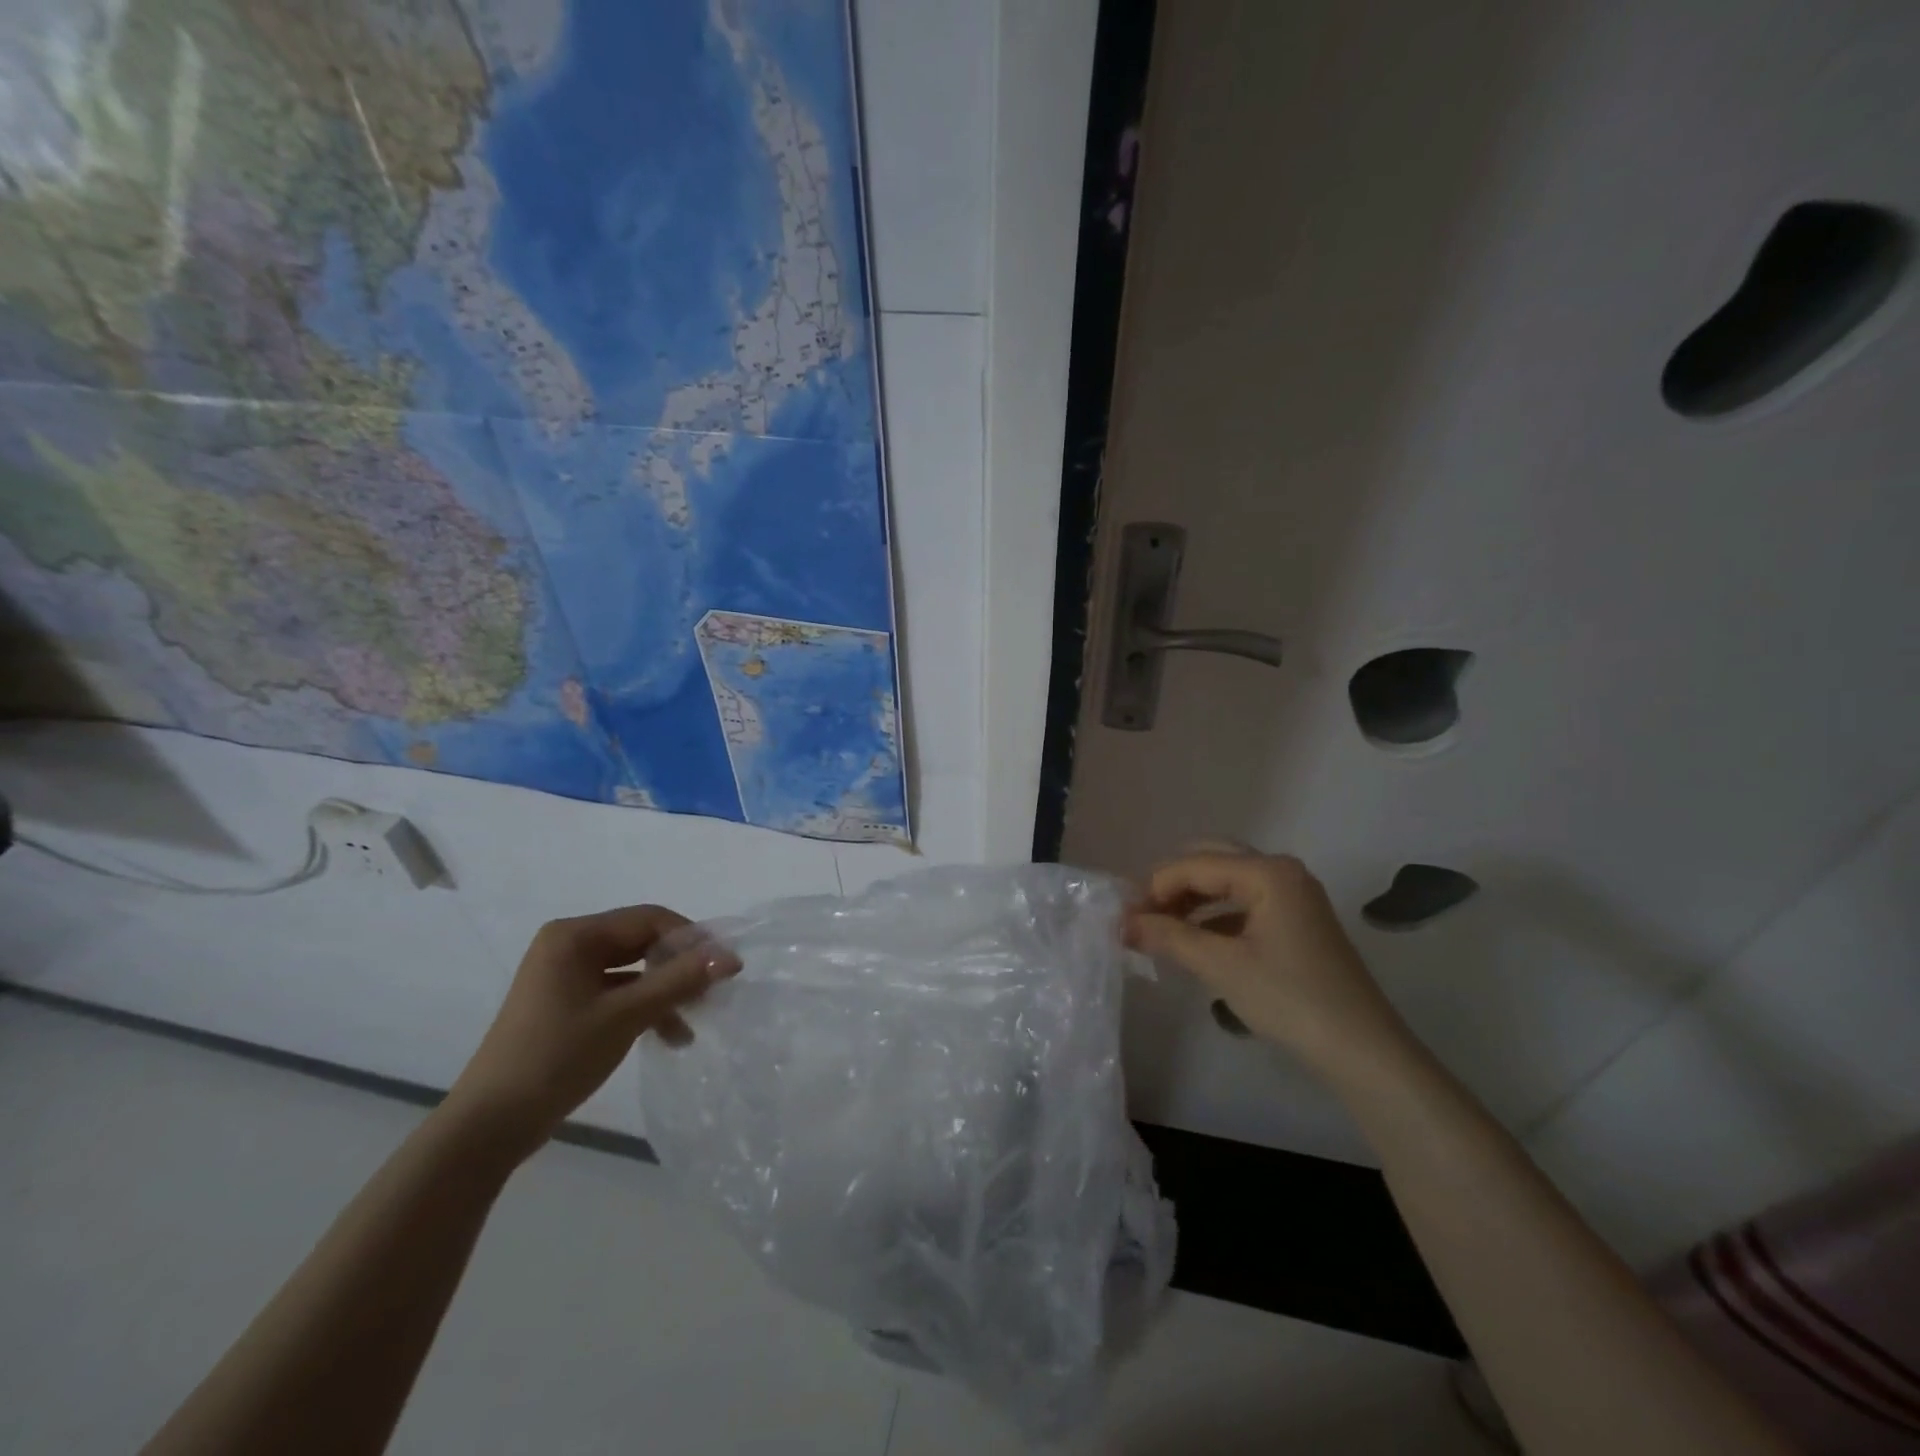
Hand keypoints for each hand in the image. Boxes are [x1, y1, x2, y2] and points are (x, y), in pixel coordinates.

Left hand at [441, 905, 733, 1160]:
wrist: (489, 1127)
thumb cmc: (557, 1057)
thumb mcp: (626, 1016)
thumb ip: (680, 980)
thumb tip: (732, 956)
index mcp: (575, 935)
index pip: (649, 919)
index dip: (691, 939)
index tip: (724, 968)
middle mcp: (568, 945)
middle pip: (641, 942)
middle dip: (678, 968)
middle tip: (711, 995)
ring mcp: (564, 976)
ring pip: (632, 970)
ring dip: (664, 993)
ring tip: (692, 1023)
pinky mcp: (564, 1004)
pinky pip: (616, 992)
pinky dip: (643, 1008)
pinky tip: (667, 1036)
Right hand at [1125, 849, 1410, 1078]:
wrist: (1363, 1051)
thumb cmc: (1290, 999)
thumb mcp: (1221, 966)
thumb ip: (1168, 936)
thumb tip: (1121, 923)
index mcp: (1267, 872)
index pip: (1194, 864)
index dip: (1154, 888)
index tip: (1123, 919)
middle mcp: (1281, 871)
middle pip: (1211, 860)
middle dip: (1172, 885)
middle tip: (1141, 916)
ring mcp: (1293, 895)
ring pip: (1227, 881)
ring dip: (1191, 899)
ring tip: (1160, 928)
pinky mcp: (1296, 920)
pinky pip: (1244, 902)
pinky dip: (1214, 914)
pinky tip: (1195, 939)